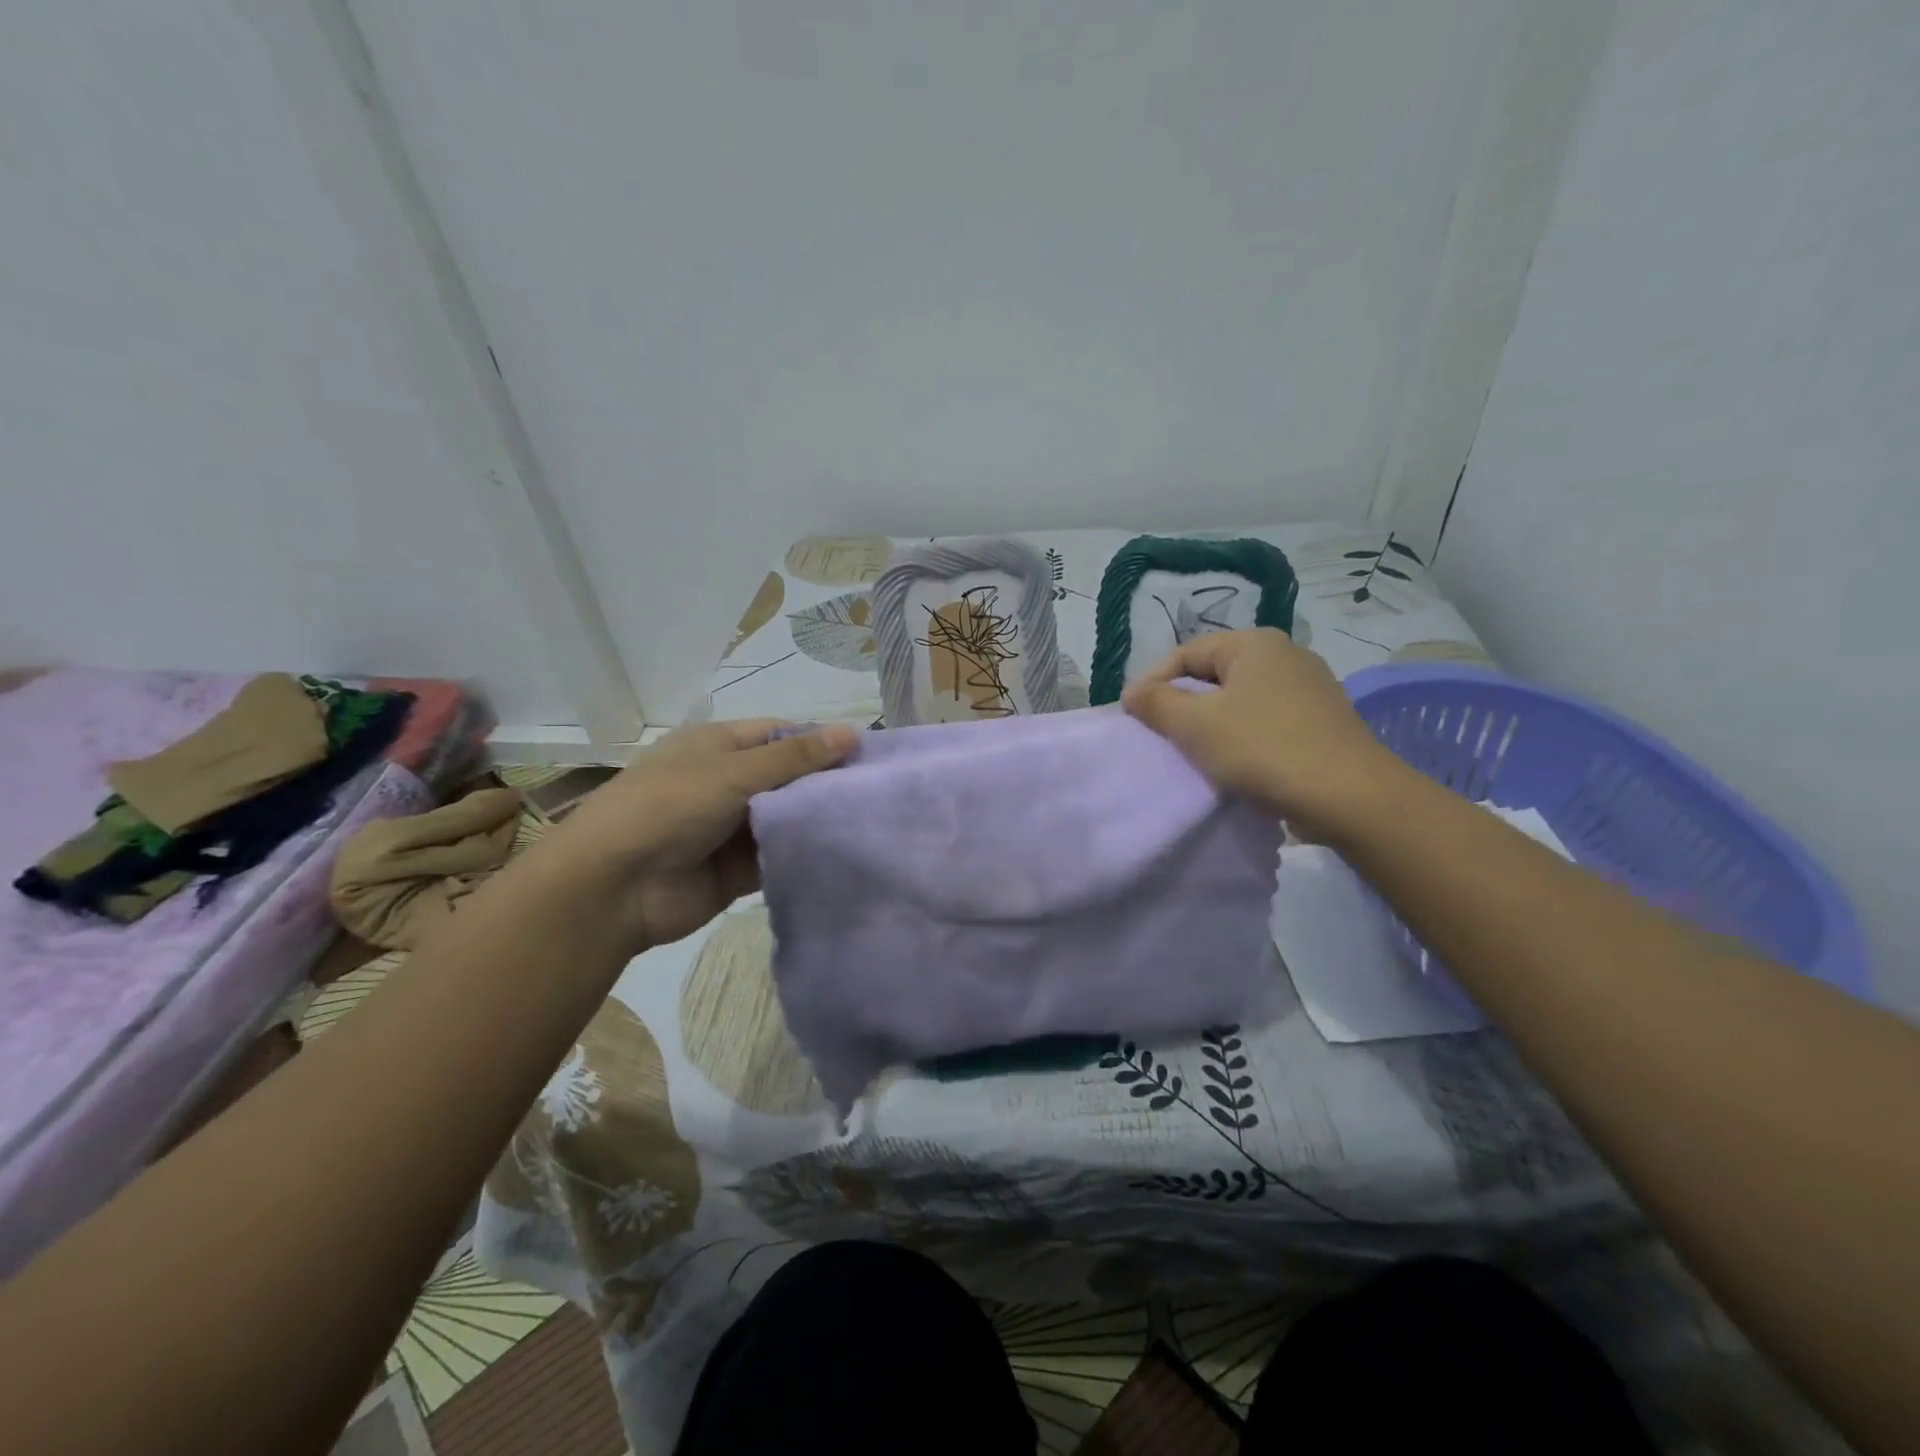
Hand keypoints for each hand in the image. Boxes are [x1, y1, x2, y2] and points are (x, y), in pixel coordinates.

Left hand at [544, 719, 855, 950]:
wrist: (614, 887)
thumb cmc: (670, 807)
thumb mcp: (734, 772)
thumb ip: (796, 758)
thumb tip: (851, 732)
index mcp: (719, 746)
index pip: (781, 735)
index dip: (821, 742)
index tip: (867, 756)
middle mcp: (727, 782)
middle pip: (788, 778)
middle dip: (825, 784)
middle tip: (879, 794)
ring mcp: (731, 828)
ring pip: (787, 820)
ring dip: (817, 822)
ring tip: (872, 824)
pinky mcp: (738, 871)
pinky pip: (779, 858)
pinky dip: (804, 856)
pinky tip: (843, 855)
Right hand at [1121, 628, 1404, 841]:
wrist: (1348, 796)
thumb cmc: (1262, 749)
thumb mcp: (1195, 724)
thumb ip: (1157, 703)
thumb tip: (1132, 693)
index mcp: (1254, 643)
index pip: (1186, 653)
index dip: (1153, 682)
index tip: (1133, 716)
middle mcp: (1286, 654)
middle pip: (1214, 674)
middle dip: (1182, 702)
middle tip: (1160, 733)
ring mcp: (1310, 687)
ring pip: (1241, 699)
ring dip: (1211, 722)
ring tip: (1192, 751)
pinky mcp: (1323, 720)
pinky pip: (1266, 719)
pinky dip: (1242, 735)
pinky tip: (1234, 762)